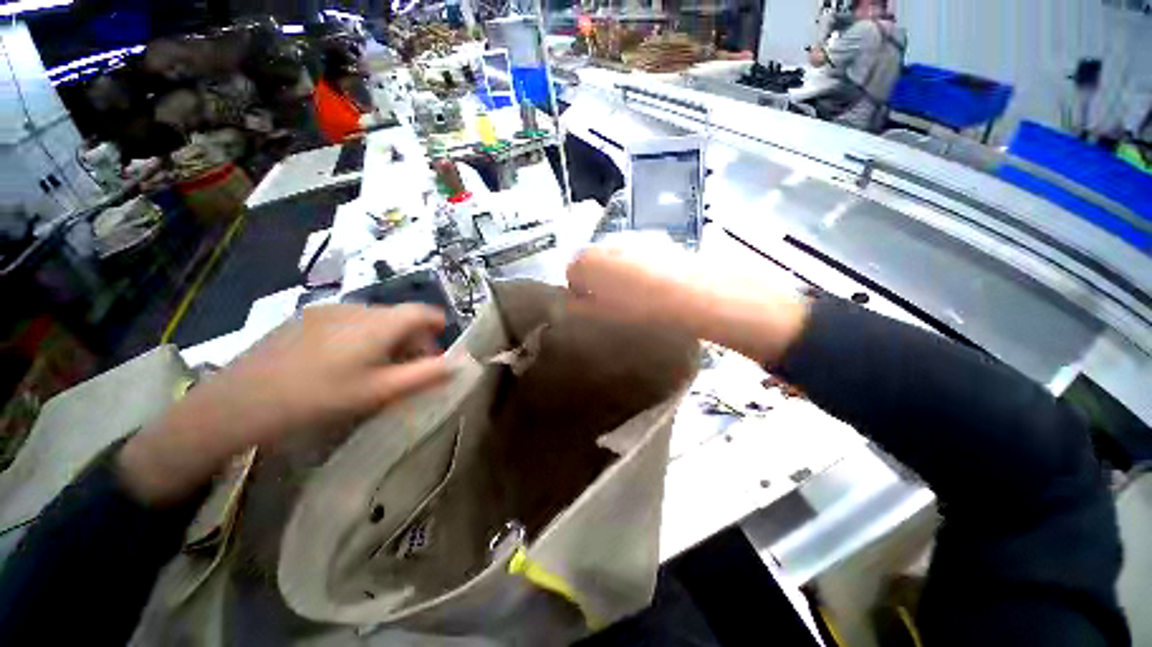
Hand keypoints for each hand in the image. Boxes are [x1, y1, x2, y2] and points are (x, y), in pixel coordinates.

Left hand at [119, 304, 451, 504]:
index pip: (424, 312)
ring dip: (387, 340)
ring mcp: (329, 309)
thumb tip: (461, 362)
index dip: (439, 327)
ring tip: (372, 370)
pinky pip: (350, 321)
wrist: (239, 401)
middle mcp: (358, 307)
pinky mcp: (307, 317)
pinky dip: (361, 337)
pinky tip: (340, 364)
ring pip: (375, 320)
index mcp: (379, 323)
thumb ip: (426, 375)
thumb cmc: (319, 397)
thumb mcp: (379, 392)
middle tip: (405, 371)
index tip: (438, 350)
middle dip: (413, 341)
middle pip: (400, 317)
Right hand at [567, 245, 809, 366]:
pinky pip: (641, 255)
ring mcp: (638, 238)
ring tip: (639, 297)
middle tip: (615, 305)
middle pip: (595, 262)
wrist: (697, 296)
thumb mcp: (603, 315)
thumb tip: (578, 300)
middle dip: (599, 281)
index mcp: (590, 260)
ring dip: (622, 274)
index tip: (593, 310)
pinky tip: (658, 286)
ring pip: (619, 257)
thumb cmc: (644, 311)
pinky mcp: (661, 241)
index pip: (572, 273)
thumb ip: (582, 307)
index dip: (580, 293)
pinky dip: (642, 268)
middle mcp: (610, 242)